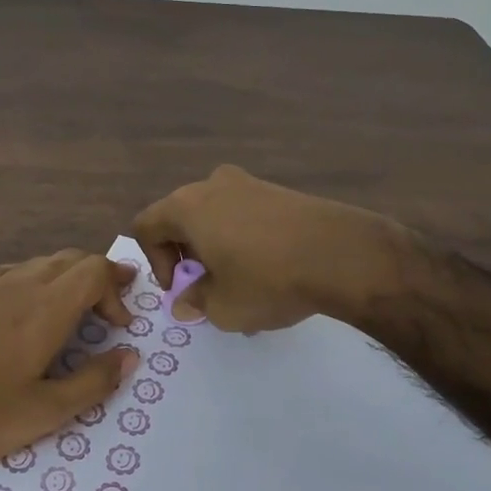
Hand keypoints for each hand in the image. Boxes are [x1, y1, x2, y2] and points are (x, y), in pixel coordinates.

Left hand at [0, 250, 139, 473]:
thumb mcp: (45, 412)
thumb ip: (94, 381)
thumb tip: (130, 356)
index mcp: (44, 308)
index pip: (94, 271)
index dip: (116, 289)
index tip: (122, 324)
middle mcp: (18, 284)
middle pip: (70, 259)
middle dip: (99, 275)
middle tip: (113, 302)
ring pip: (40, 263)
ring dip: (67, 276)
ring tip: (76, 305)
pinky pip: (11, 272)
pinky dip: (35, 280)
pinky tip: (27, 307)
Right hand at [131, 165, 404, 332]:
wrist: (343, 255)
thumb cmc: (268, 280)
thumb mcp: (221, 307)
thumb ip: (194, 301)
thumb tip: (187, 299)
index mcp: (186, 206)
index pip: (147, 227)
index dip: (156, 263)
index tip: (181, 290)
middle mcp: (212, 184)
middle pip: (180, 218)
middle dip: (187, 255)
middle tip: (208, 286)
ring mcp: (249, 183)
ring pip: (214, 216)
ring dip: (216, 247)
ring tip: (241, 281)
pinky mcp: (279, 190)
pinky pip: (244, 213)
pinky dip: (244, 238)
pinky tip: (269, 268)